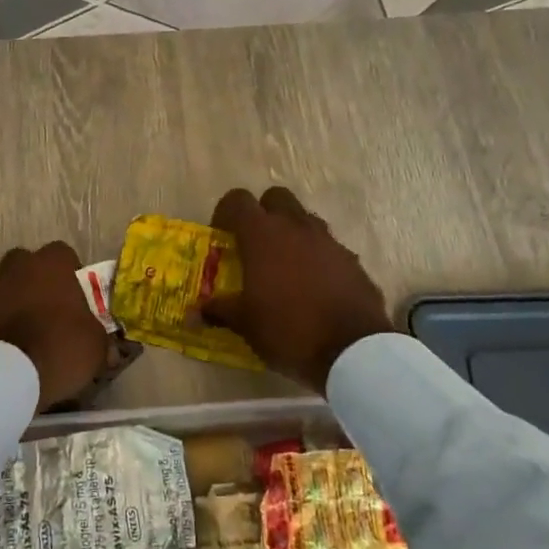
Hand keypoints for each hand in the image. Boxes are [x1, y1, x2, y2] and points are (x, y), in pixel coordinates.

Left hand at [0, 241, 108, 410]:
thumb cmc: (60, 347)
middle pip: (27, 264)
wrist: (5, 377)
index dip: (71, 271)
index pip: (63, 253)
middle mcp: (17, 269)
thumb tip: (107, 348)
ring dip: (15, 304)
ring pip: (5, 289)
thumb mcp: (95, 346)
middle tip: (50, 308)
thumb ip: (99, 338)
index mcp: (51, 265)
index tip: (77, 295)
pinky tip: (9, 351)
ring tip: (28, 334)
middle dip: (36, 280)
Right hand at [201, 187, 390, 393]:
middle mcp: (295, 227)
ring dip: (292, 233)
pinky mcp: (352, 260)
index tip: (222, 236)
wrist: (354, 351)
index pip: (237, 200)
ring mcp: (328, 241)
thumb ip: (220, 311)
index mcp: (262, 235)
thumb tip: (194, 313)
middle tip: (255, 245)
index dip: (225, 213)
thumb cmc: (289, 331)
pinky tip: (315, 287)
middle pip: (275, 197)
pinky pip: (328, 246)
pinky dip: (318, 257)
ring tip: (285, 267)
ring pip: (305, 219)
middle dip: (263, 213)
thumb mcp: (246, 325)